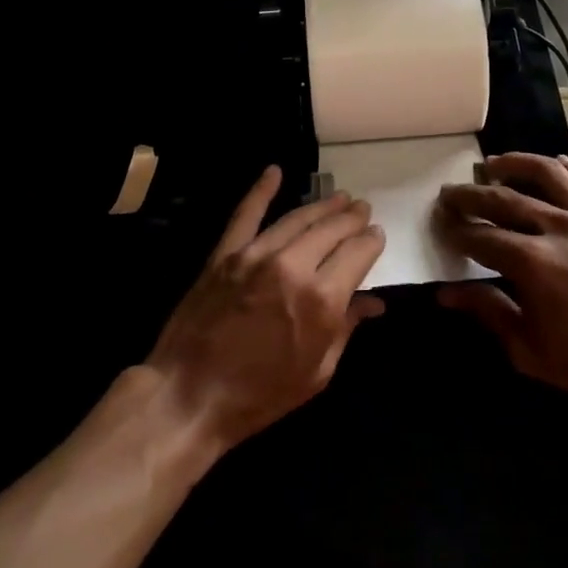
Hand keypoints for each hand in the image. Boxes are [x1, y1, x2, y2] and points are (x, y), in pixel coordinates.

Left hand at [147, 166, 386, 453]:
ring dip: (322, 206)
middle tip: (362, 209)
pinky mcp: (225, 253)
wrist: (190, 396)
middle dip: (352, 218)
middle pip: (332, 229)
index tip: (376, 235)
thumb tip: (373, 303)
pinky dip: (261, 190)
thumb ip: (346, 329)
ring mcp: (255, 255)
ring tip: (339, 198)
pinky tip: (274, 171)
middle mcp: (293, 266)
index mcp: (322, 299)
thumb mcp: (317, 372)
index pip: (358, 253)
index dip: (372, 241)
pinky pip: (245, 214)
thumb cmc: (260, 394)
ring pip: (297, 218)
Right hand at [436, 153, 567, 417]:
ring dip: (515, 164)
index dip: (456, 230)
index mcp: (532, 262)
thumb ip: (489, 311)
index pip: (480, 236)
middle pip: (504, 199)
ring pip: (547, 174)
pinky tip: (555, 162)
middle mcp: (557, 228)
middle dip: (471, 195)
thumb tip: (446, 293)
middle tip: (450, 191)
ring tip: (494, 163)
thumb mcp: (530, 349)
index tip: (440, 224)